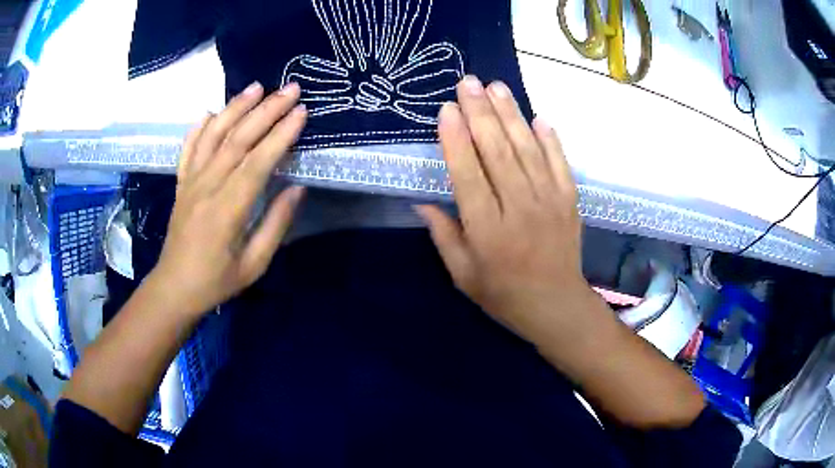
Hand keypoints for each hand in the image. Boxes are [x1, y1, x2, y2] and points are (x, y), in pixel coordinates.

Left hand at [150, 82, 307, 316]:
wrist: (174, 288)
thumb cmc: (216, 281)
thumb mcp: (254, 264)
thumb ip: (275, 224)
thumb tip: (297, 188)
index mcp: (227, 209)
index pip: (258, 162)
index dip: (281, 135)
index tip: (301, 112)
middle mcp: (207, 187)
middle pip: (238, 139)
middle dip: (266, 110)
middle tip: (290, 88)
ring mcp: (190, 182)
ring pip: (213, 136)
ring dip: (235, 108)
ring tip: (256, 86)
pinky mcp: (180, 183)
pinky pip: (189, 149)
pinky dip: (200, 128)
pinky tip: (212, 112)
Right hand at [417, 76, 595, 344]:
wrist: (556, 305)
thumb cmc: (503, 294)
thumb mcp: (462, 274)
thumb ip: (443, 235)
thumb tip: (420, 199)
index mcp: (488, 231)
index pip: (468, 176)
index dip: (456, 140)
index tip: (446, 110)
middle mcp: (519, 210)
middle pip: (498, 153)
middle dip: (481, 113)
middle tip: (467, 82)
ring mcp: (549, 202)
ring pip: (527, 150)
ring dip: (511, 115)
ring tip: (496, 86)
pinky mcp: (570, 200)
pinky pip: (559, 162)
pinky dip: (549, 138)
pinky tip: (537, 116)